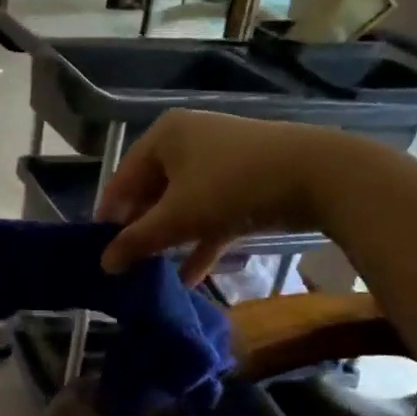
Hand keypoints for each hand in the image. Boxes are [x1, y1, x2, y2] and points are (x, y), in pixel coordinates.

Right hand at [98, 110, 329, 282]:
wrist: (317, 175)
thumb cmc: (232, 186)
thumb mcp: (178, 217)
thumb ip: (137, 241)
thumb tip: (104, 264)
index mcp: (163, 137)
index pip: (123, 180)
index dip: (109, 217)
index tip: (99, 252)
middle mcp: (188, 142)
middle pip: (152, 192)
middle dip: (142, 231)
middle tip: (127, 266)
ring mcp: (219, 161)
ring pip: (183, 205)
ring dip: (170, 240)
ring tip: (152, 274)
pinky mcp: (245, 183)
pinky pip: (211, 214)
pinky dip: (200, 242)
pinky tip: (189, 277)